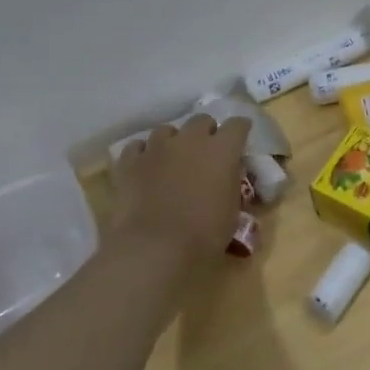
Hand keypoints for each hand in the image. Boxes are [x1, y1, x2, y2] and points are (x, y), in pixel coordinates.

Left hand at [110, 115, 251, 268]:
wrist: (155, 248)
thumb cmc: (203, 234)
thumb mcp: (232, 210)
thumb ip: (230, 183)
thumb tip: (227, 173)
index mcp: (222, 150)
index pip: (237, 125)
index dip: (240, 131)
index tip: (240, 141)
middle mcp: (190, 139)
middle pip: (201, 121)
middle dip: (206, 133)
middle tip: (206, 154)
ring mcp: (157, 147)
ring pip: (167, 130)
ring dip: (174, 142)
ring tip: (173, 160)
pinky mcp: (129, 161)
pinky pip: (137, 147)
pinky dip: (143, 154)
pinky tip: (145, 167)